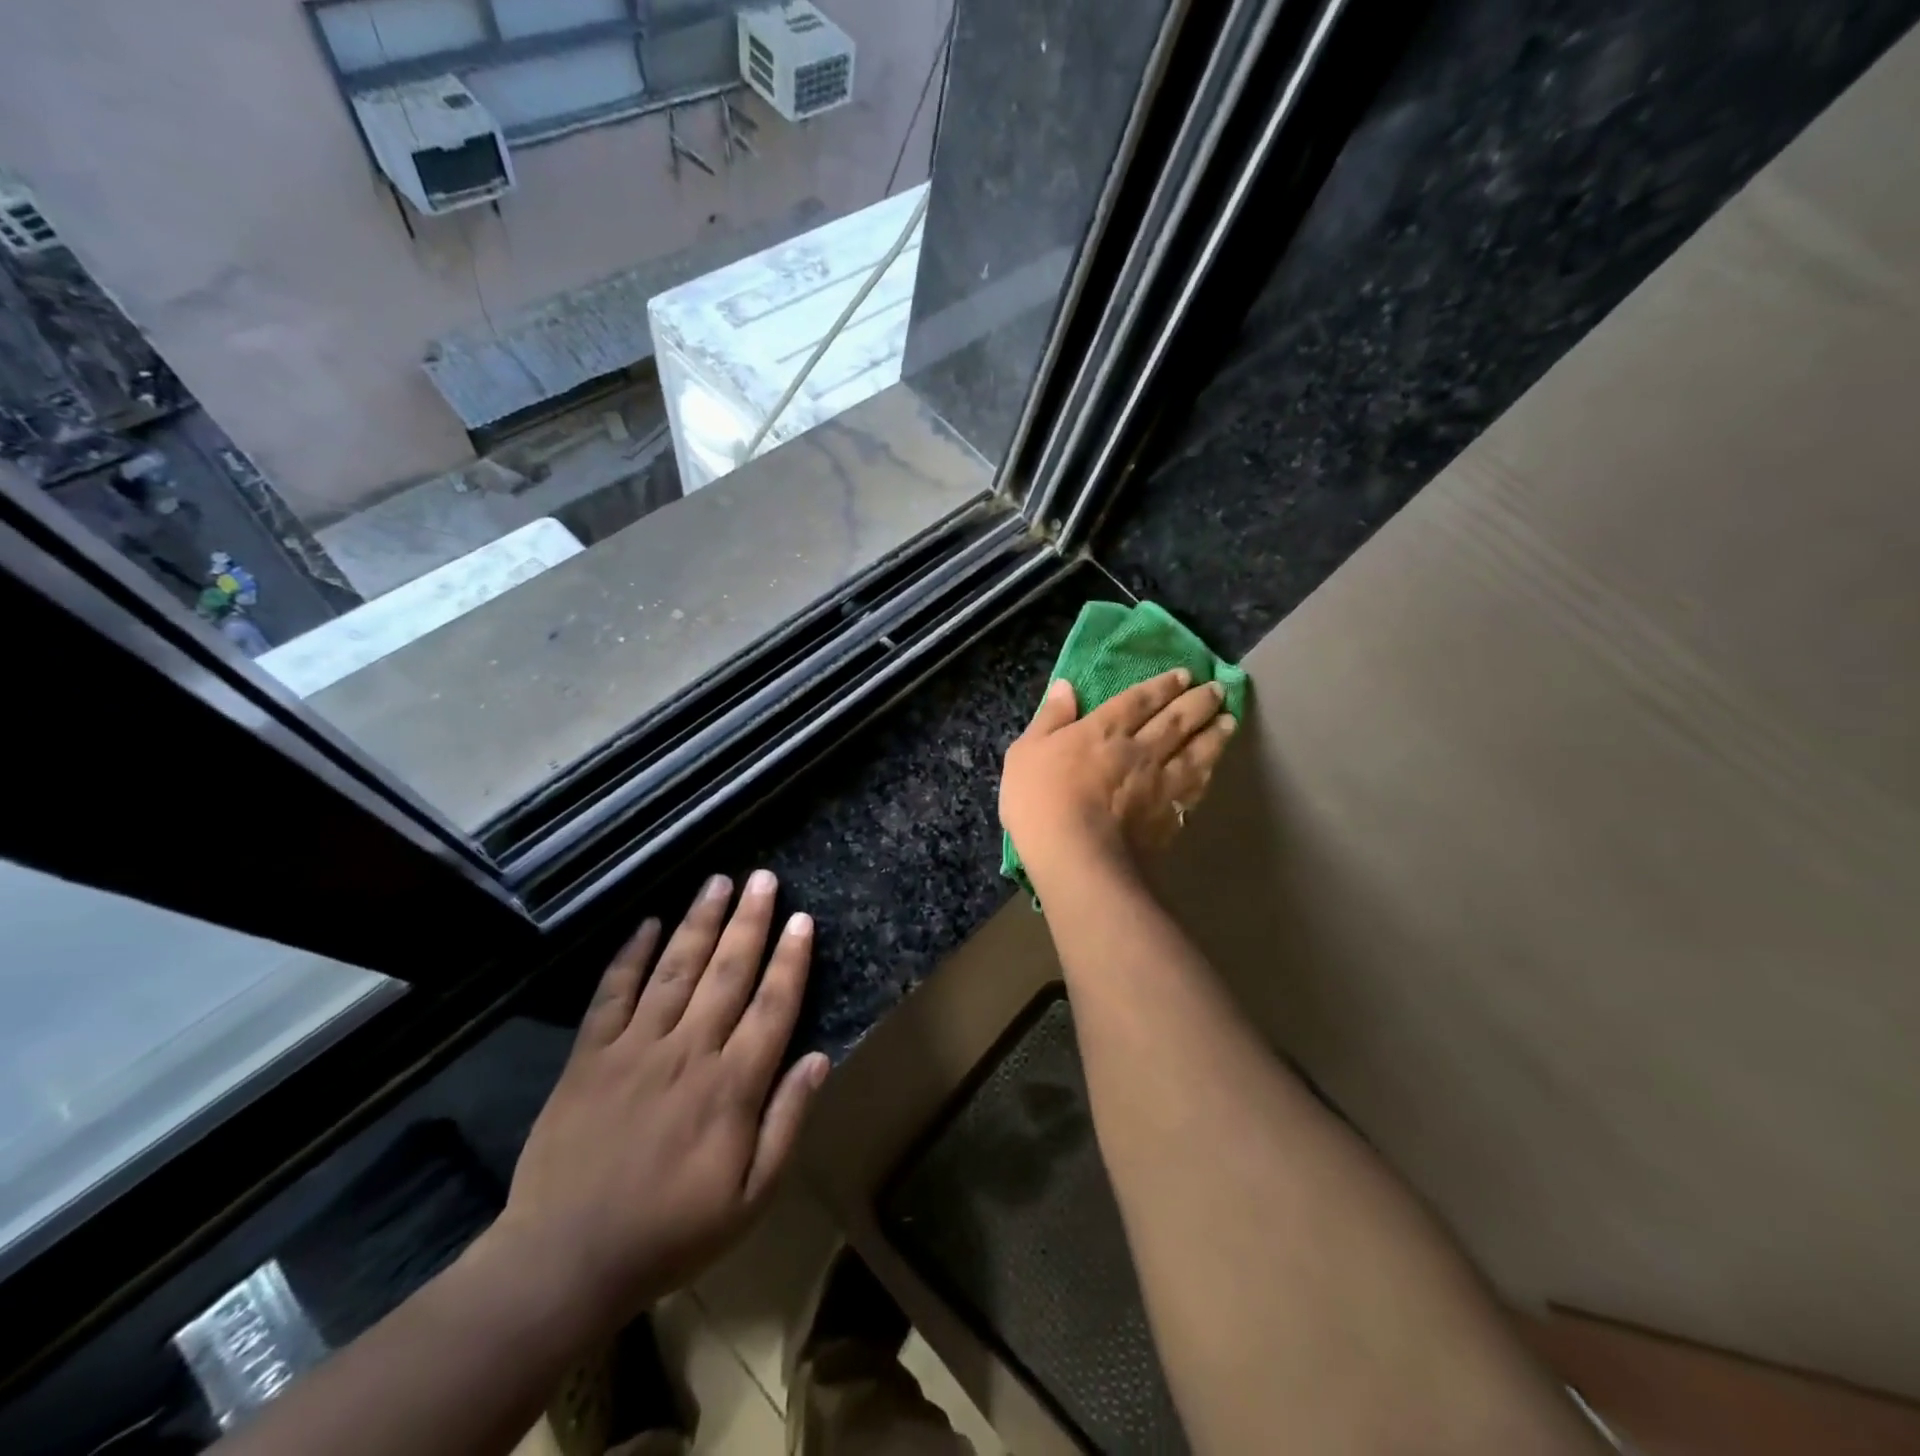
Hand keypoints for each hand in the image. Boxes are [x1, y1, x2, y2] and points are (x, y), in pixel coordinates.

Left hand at [482, 871, 829, 1341]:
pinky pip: (613, 993)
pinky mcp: (590, 1055)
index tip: (802, 919)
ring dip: (699, 921)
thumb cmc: (670, 1231)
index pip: (772, 1006)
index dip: (790, 960)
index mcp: (732, 1085)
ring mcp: (635, 1047)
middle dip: (749, 921)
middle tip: (763, 879)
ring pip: (676, 969)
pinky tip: (648, 923)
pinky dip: (631, 955)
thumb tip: (818, 1058)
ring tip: (719, 881)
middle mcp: (688, 1051)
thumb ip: (787, 1123)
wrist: (564, 1261)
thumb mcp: (750, 1197)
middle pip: (727, 972)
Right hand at [1000, 669, 1236, 878]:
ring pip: (1195, 752)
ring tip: (1229, 721)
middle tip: (1217, 690)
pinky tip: (1213, 771)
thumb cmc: (1040, 800)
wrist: (1075, 856)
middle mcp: (1140, 749)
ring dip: (1214, 735)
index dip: (1162, 685)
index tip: (1184, 675)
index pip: (1139, 699)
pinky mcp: (1169, 816)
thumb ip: (1050, 718)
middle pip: (1176, 720)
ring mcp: (1159, 784)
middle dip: (1198, 702)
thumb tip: (1066, 685)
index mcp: (1104, 729)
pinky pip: (1195, 789)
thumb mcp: (1026, 751)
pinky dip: (1207, 775)